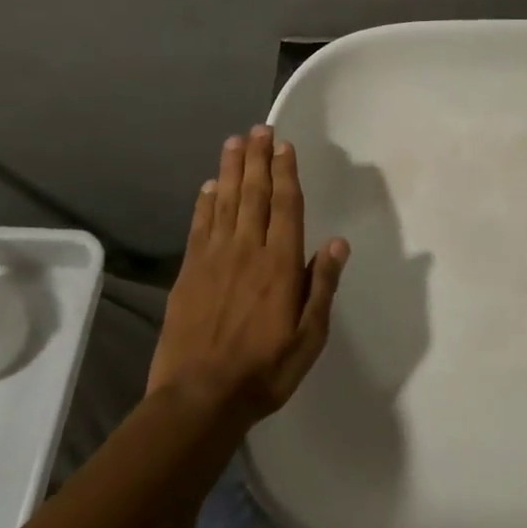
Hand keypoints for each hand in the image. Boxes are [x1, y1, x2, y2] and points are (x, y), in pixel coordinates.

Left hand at [149, 126, 349, 425]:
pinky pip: (199, 227)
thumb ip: (321, 286)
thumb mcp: (309, 337)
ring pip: (225, 202)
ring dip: (231, 170)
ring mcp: (213, 259)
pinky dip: (205, 203)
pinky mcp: (188, 273)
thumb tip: (338, 242)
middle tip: (259, 128)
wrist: (198, 399)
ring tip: (235, 142)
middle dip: (258, 158)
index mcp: (280, 264)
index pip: (285, 206)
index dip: (285, 173)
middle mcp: (247, 250)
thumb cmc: (264, 370)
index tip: (284, 145)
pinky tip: (209, 186)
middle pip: (253, 194)